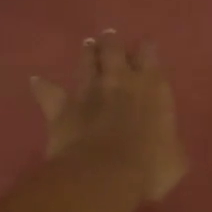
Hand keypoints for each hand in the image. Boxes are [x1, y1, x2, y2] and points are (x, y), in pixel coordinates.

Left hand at [31, 31, 186, 202]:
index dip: (147, 50)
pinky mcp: (61, 107)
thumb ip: (169, 143)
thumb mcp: (175, 159)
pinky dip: (42, 86)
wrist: (104, 174)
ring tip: (87, 45)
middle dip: (112, 42)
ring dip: (87, 54)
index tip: (146, 48)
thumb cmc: (150, 167)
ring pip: (86, 63)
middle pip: (114, 49)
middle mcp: (119, 80)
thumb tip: (167, 146)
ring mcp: (88, 91)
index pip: (150, 55)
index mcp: (152, 87)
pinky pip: (48, 92)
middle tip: (110, 36)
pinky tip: (36, 80)